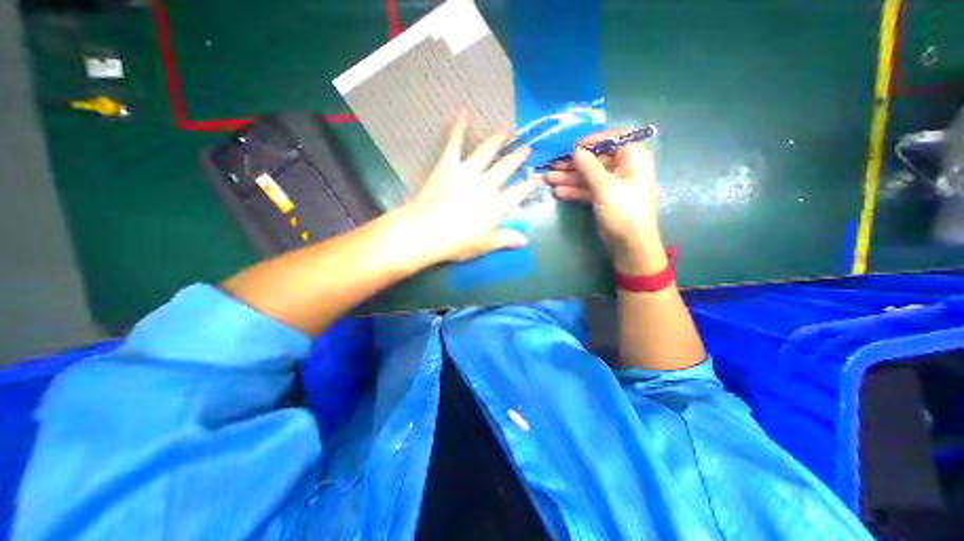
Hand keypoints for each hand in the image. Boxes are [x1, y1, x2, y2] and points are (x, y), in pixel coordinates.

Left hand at [396, 113, 539, 264]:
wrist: (428, 232)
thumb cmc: (459, 242)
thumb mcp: (486, 244)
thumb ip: (506, 239)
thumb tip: (525, 240)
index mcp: (497, 205)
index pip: (519, 193)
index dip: (529, 185)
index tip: (536, 178)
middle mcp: (487, 184)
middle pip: (506, 168)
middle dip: (517, 158)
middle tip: (526, 148)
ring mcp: (468, 173)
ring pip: (486, 152)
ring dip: (498, 140)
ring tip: (506, 129)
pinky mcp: (448, 167)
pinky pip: (454, 145)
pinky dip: (458, 129)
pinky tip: (462, 113)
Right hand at [546, 130, 667, 275]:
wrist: (630, 243)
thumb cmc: (624, 211)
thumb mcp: (606, 188)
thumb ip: (589, 168)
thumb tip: (575, 151)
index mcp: (632, 158)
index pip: (612, 138)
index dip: (592, 141)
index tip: (572, 147)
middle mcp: (621, 167)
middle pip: (594, 159)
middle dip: (572, 163)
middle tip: (551, 165)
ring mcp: (610, 183)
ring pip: (587, 175)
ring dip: (568, 177)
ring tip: (547, 179)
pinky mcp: (601, 197)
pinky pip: (585, 189)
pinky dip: (573, 190)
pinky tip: (557, 192)